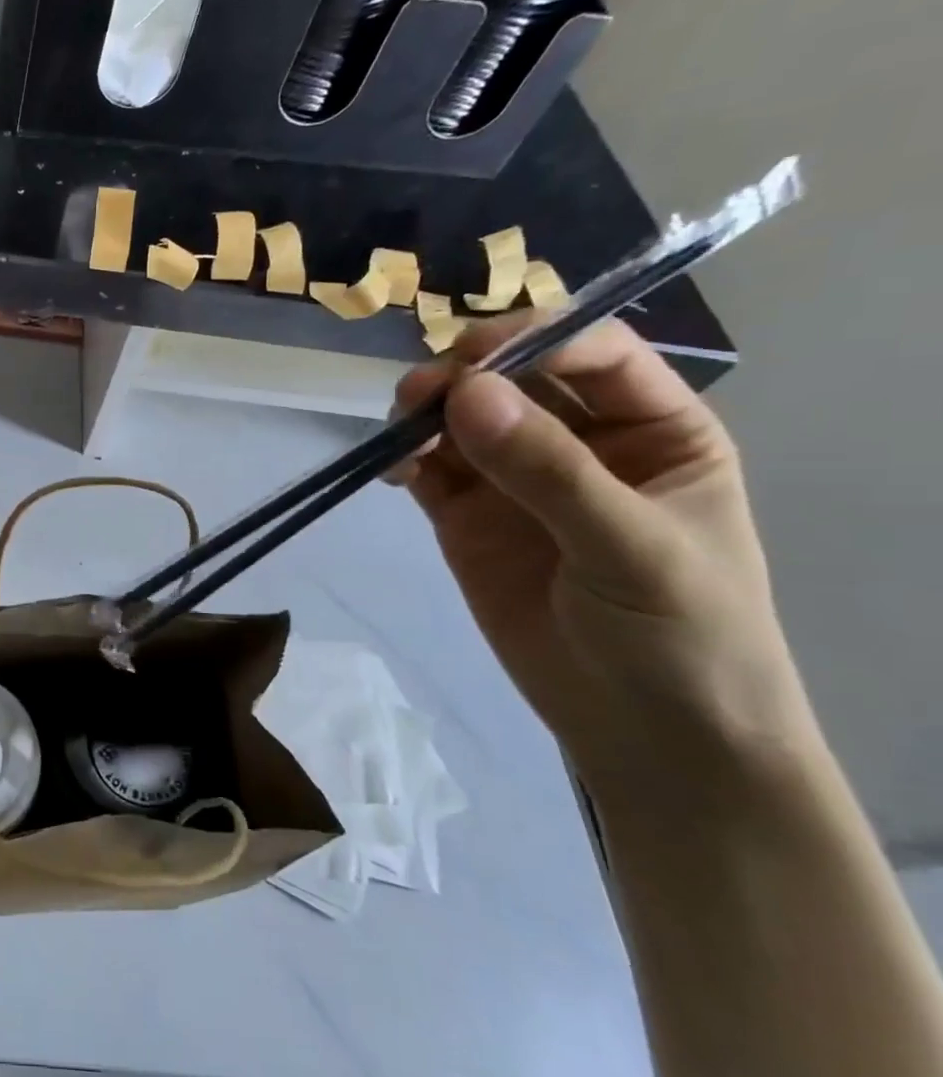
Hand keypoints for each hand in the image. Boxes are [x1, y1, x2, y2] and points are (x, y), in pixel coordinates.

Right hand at [392, 315, 816, 788]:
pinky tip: (393, 471)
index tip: (472, 359)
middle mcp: (580, 441)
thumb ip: (549, 470)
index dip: (533, 343)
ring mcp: (516, 480)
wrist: (645, 734)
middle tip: (418, 397)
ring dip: (425, 415)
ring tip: (399, 434)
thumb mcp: (630, 547)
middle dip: (463, 376)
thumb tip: (466, 393)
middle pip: (513, 378)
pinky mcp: (466, 517)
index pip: (592, 354)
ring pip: (460, 419)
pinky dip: (404, 459)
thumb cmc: (682, 636)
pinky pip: (429, 469)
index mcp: (654, 429)